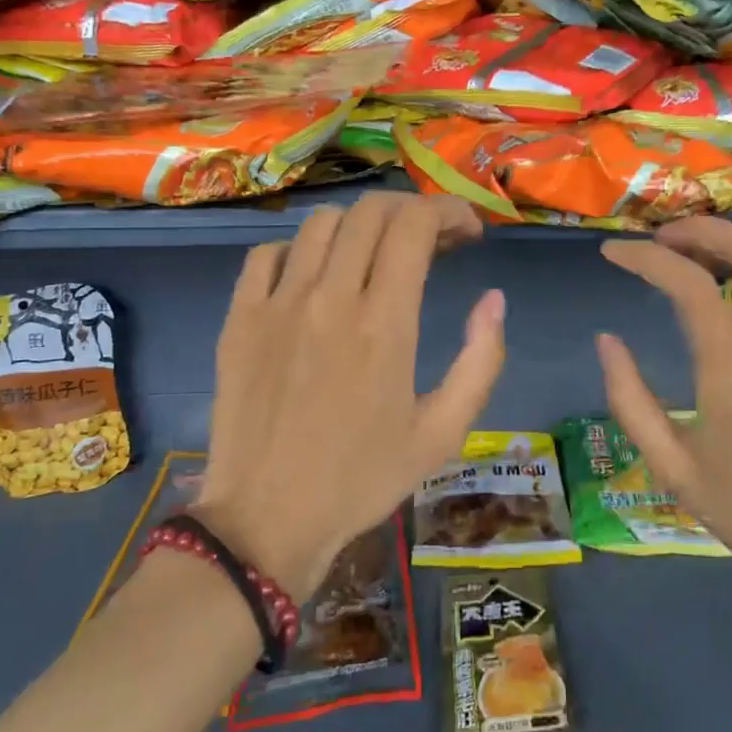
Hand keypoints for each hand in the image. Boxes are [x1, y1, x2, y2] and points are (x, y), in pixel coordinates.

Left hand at [193, 192, 505, 599]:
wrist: (266, 522)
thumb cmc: (362, 480)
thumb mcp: (443, 433)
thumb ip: (481, 360)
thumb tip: (493, 299)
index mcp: (384, 323)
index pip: (414, 224)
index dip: (447, 211)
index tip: (467, 231)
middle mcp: (329, 298)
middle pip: (370, 211)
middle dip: (410, 210)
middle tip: (431, 240)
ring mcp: (277, 303)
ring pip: (321, 223)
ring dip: (360, 226)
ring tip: (376, 255)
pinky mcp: (238, 318)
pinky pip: (267, 253)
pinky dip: (300, 250)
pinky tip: (315, 276)